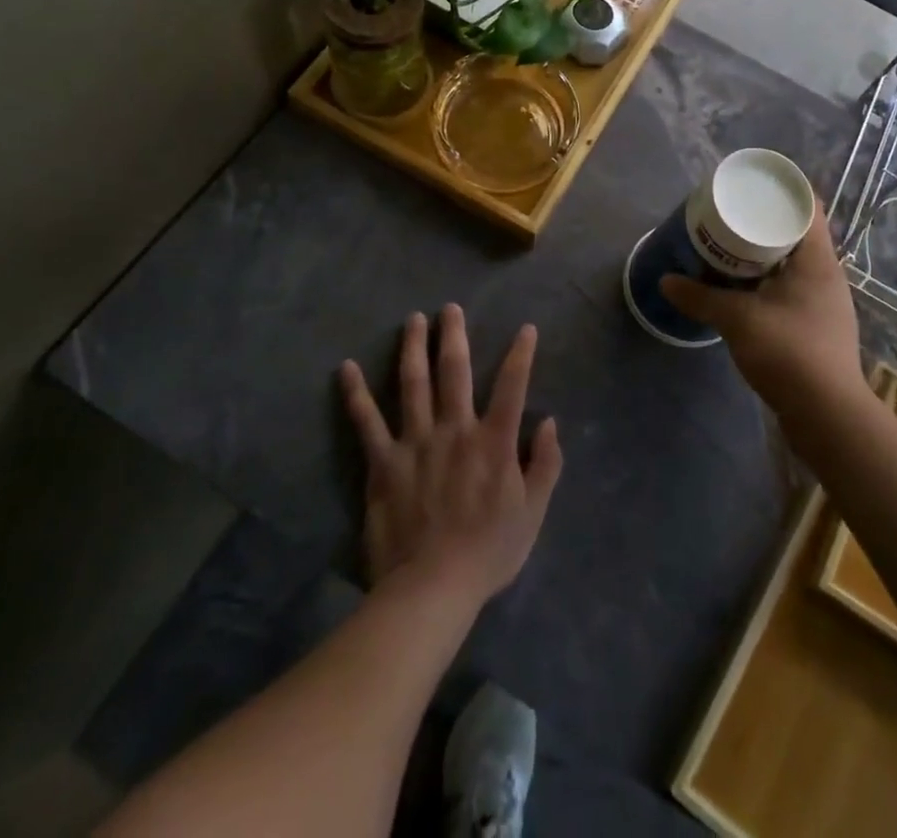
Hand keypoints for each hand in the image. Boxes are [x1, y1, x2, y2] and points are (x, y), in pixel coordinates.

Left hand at [339, 305, 562, 603]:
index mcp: (494, 441)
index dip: (522, 354)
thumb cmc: (488, 552)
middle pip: (454, 371)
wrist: (432, 589)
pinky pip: (367, 422)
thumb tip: (550, 422)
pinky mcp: (384, 461)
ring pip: (414, 383)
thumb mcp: (533, 513)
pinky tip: (346, 368)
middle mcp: (455, 430)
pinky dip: (356, 394)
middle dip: (454, 335)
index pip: (513, 386)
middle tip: (450, 308)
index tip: (526, 328)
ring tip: (414, 320)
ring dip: (413, 348)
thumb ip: (546, 464)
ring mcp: (416, 442)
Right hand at [660, 207, 863, 411]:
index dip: (782, 190)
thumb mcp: (737, 319)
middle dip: (762, 223)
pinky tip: (742, 290)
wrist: (827, 415)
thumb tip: (666, 281)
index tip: (750, 186)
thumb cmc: (788, 352)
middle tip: (728, 217)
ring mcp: (824, 302)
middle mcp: (826, 274)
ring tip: (728, 249)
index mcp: (817, 259)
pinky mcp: (817, 326)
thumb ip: (700, 297)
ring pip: (792, 263)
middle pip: (796, 233)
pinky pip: (790, 288)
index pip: (808, 206)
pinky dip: (766, 281)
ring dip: (763, 255)